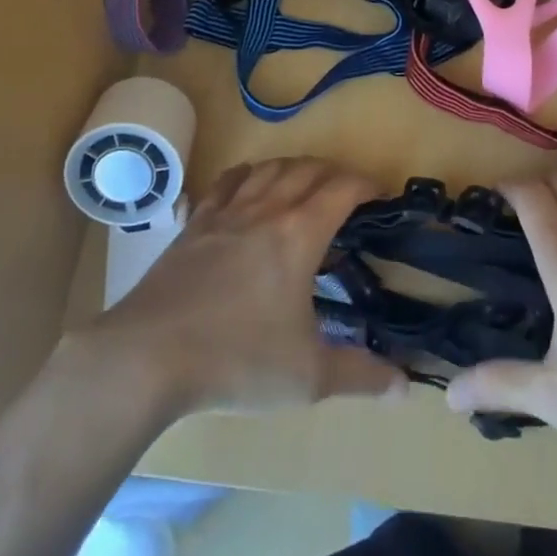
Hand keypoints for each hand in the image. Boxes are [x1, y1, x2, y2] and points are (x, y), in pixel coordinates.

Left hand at [74, 157, 406, 416]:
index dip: (366, 184)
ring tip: (304, 182)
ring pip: (268, 168)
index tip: (379, 194)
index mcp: (300, 234)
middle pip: (308, 169)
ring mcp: (227, 212)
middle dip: (334, 172)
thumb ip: (360, 376)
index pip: (342, 189)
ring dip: (294, 167)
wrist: (149, 354)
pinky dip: (247, 174)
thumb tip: (406, 387)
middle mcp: (267, 209)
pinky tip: (248, 183)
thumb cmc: (237, 360)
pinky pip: (226, 182)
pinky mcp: (196, 223)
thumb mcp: (307, 377)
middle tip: (346, 191)